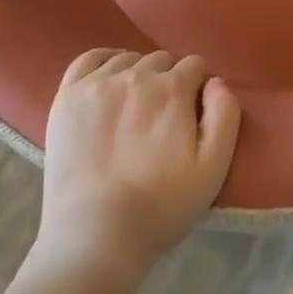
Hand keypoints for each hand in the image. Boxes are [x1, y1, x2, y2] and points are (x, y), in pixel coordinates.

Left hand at [35, 49, 240, 278]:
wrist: (94, 235)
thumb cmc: (160, 207)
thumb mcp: (212, 169)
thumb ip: (225, 116)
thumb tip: (216, 82)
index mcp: (173, 89)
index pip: (195, 66)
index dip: (199, 86)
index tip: (194, 111)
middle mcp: (136, 75)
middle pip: (162, 61)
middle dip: (170, 80)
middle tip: (164, 115)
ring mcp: (97, 83)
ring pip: (128, 59)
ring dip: (138, 73)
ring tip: (135, 105)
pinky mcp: (68, 95)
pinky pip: (90, 58)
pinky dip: (104, 60)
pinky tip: (108, 78)